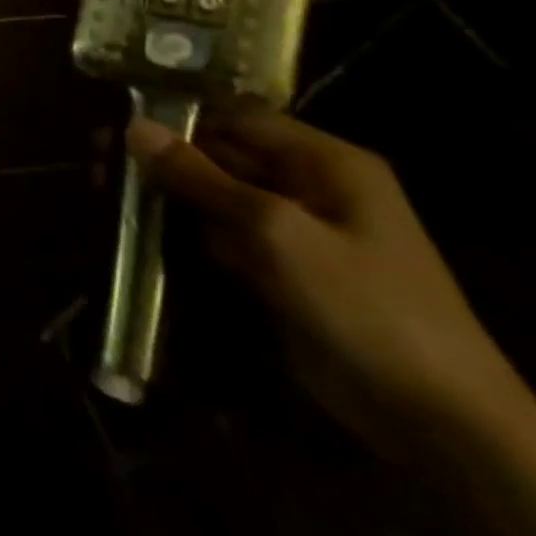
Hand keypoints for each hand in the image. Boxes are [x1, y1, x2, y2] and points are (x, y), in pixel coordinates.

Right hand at [128, 105, 521, 458]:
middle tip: (98, 155)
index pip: (237, 116)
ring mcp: (295, 232)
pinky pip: (222, 235)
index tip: (117, 115)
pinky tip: (137, 226)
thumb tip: (134, 127)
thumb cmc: (363, 303)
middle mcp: (309, 187)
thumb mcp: (275, 231)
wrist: (438, 422)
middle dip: (163, 155)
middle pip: (222, 155)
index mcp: (325, 162)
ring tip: (105, 187)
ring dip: (166, 193)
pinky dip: (184, 230)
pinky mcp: (280, 270)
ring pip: (215, 196)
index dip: (179, 112)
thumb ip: (200, 176)